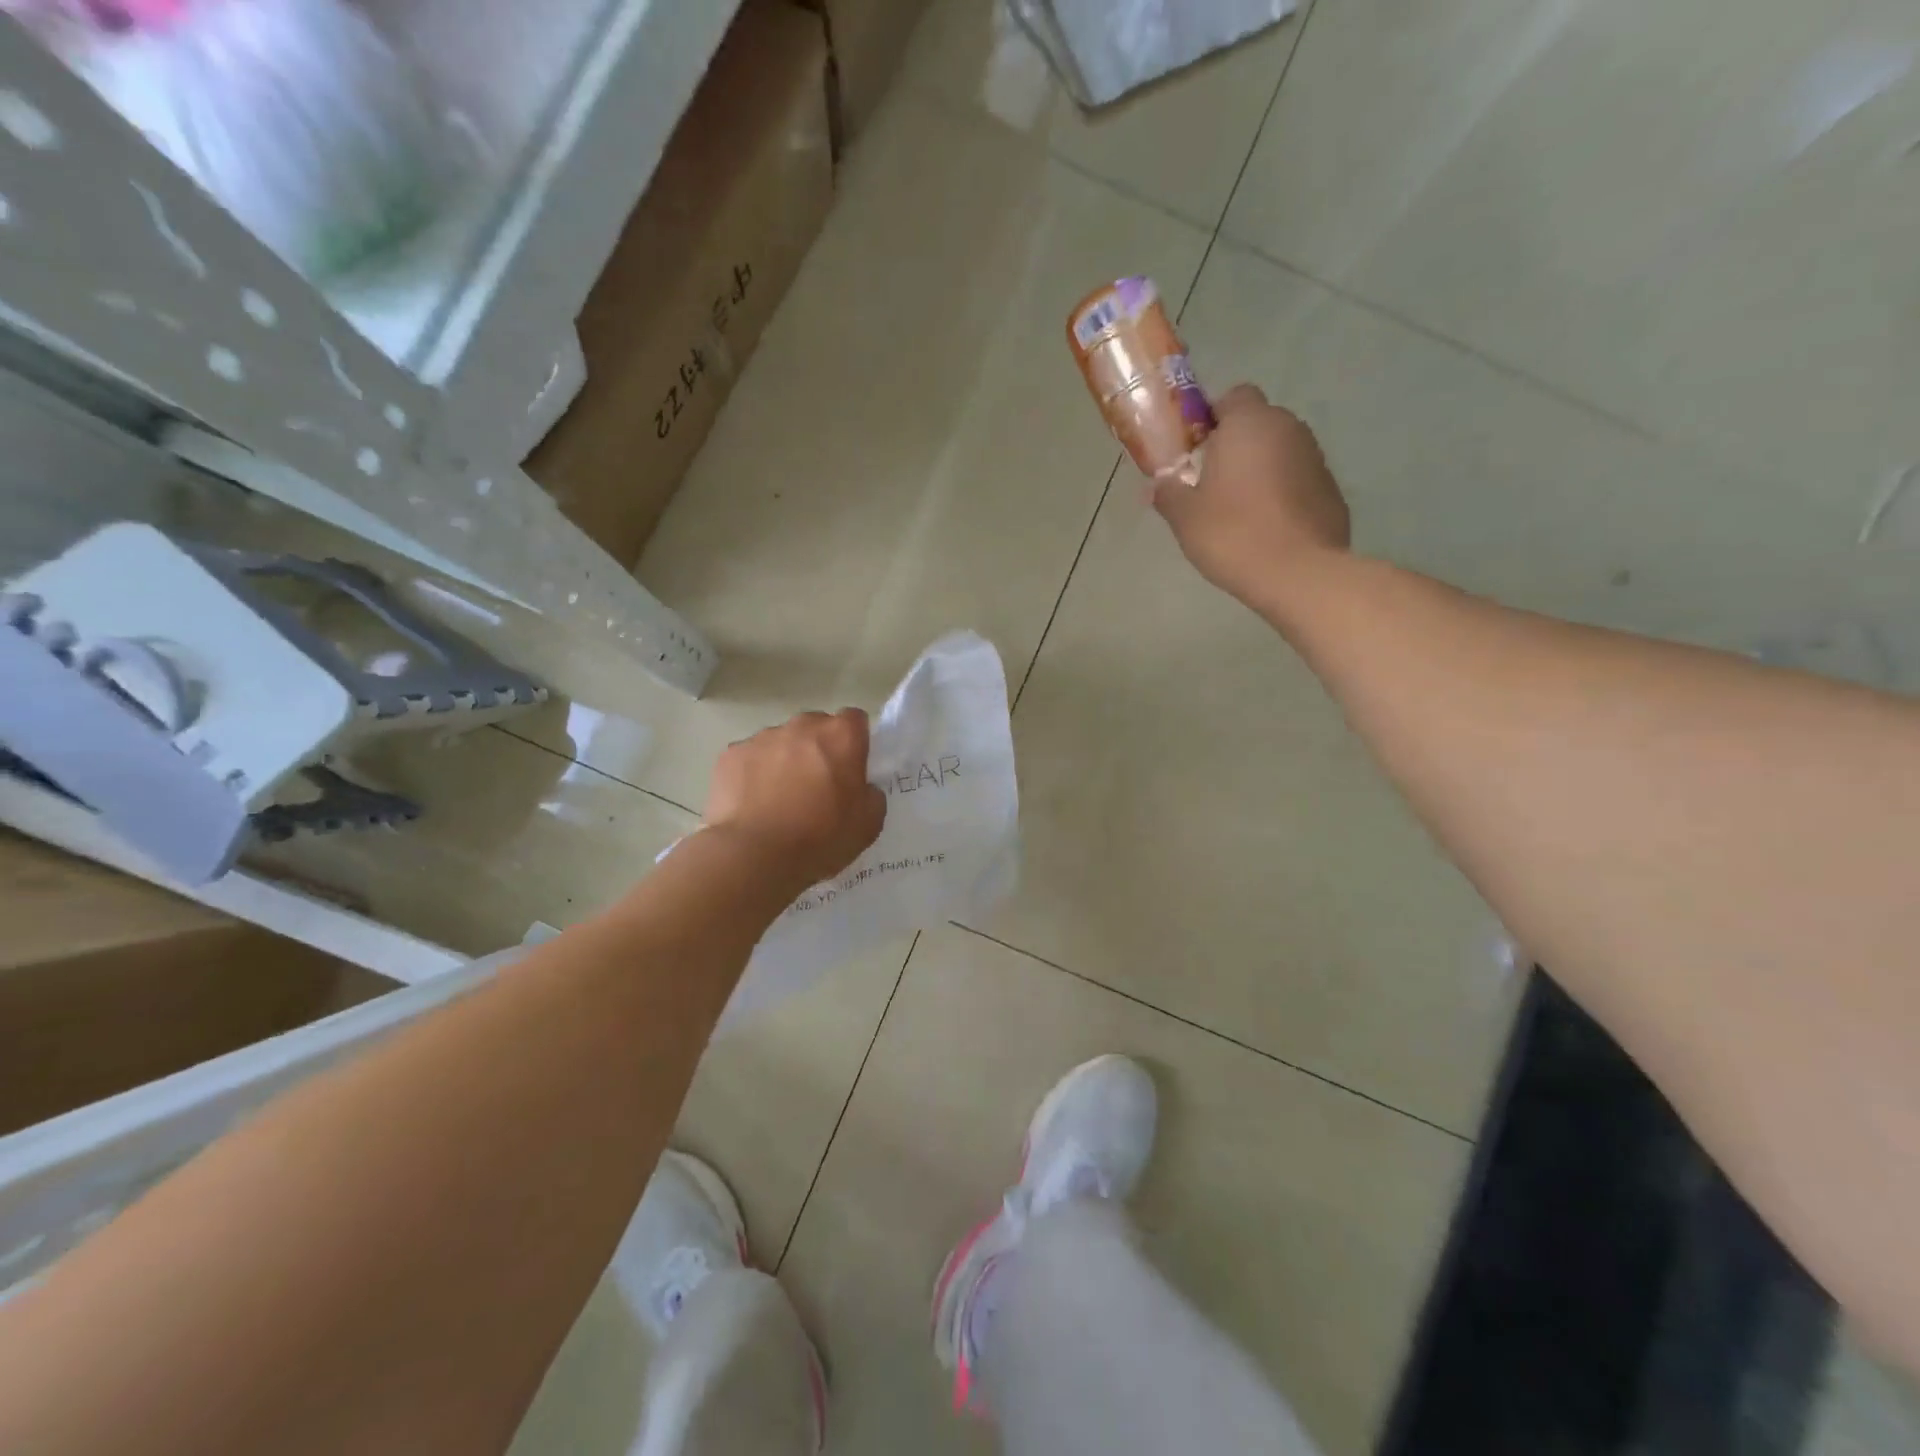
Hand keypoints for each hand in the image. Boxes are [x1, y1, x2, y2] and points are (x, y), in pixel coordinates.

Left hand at [704, 710, 886, 890]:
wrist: (753, 855)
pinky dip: (753, 773)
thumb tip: (861, 787)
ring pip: (781, 741)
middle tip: (816, 786)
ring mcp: (763, 737)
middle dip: (818, 748)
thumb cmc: (820, 838)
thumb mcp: (869, 824)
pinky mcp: (731, 754)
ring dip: (785, 760)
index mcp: (841, 737)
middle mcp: (802, 726)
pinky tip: (752, 804)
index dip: (854, 742)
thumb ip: (871, 794)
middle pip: (816, 727)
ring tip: (778, 799)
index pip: (855, 720)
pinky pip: (750, 757)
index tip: (850, 768)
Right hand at [1151, 384, 1350, 606]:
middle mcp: (1288, 428)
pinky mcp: (1331, 489)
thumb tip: (1158, 484)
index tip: (1195, 451)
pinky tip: (1267, 527)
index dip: (1212, 419)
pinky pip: (1298, 480)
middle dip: (1236, 445)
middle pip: (1258, 423)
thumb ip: (1168, 493)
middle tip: (1211, 484)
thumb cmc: (1233, 535)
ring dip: (1260, 470)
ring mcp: (1316, 457)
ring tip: (1239, 510)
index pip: (1233, 396)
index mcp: (1249, 424)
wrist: (1298, 573)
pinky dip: (1282, 493)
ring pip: (1280, 451)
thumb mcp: (1185, 517)